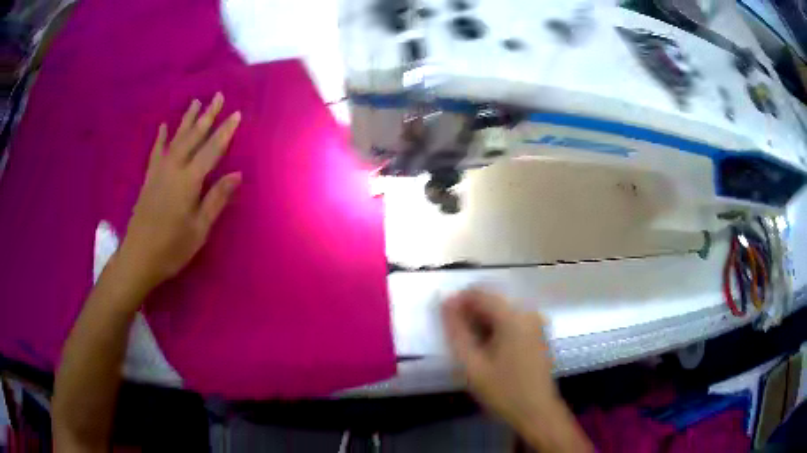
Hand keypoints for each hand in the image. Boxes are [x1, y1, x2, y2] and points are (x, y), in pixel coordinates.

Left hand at [117, 93, 241, 294]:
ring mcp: (159, 172)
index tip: (237, 113)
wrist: (138, 257)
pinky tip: (164, 126)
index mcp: (189, 181)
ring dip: (187, 120)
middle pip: (193, 137)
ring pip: (176, 139)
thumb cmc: (172, 248)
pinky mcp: (149, 178)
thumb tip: (237, 174)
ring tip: (195, 102)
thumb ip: (216, 199)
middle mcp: (173, 169)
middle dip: (207, 116)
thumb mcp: (199, 229)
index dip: (225, 131)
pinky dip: (161, 138)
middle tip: (217, 96)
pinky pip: (156, 152)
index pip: (212, 150)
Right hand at [442, 290, 571, 440]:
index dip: (457, 302)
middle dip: (470, 314)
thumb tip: (445, 303)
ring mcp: (536, 322)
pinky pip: (512, 320)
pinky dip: (496, 328)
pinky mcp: (538, 332)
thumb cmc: (503, 390)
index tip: (444, 321)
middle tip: (456, 339)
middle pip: (492, 301)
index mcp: (514, 317)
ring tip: (470, 347)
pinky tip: (488, 350)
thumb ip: (456, 331)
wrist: (536, 411)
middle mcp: (528, 312)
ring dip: (481, 322)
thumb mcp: (472, 364)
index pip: (480, 293)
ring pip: (501, 311)